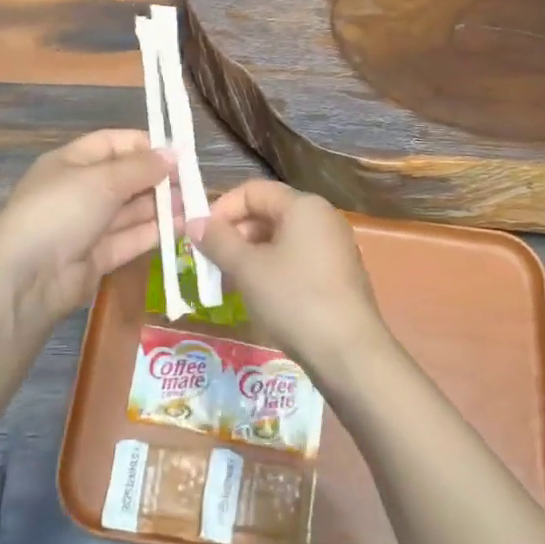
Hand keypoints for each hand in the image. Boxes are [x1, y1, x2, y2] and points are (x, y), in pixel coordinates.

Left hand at [0, 130, 177, 332]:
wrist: (27, 278)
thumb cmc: (60, 211)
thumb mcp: (102, 180)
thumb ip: (141, 167)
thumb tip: (174, 153)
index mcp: (71, 162)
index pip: (112, 143)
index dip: (145, 145)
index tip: (178, 152)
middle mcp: (80, 191)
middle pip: (125, 177)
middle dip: (158, 178)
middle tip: (193, 181)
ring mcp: (89, 226)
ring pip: (131, 209)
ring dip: (162, 205)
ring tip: (194, 204)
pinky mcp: (99, 257)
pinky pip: (131, 238)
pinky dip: (155, 231)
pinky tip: (182, 226)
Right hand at [190, 180, 391, 376]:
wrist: (349, 353)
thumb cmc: (295, 299)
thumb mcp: (248, 269)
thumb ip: (218, 241)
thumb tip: (195, 223)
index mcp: (303, 205)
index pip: (252, 190)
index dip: (221, 208)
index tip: (199, 236)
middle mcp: (322, 217)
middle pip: (267, 212)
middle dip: (234, 233)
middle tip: (209, 261)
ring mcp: (333, 246)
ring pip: (280, 238)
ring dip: (249, 254)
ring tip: (227, 281)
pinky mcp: (337, 274)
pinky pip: (295, 258)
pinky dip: (271, 268)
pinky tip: (256, 294)